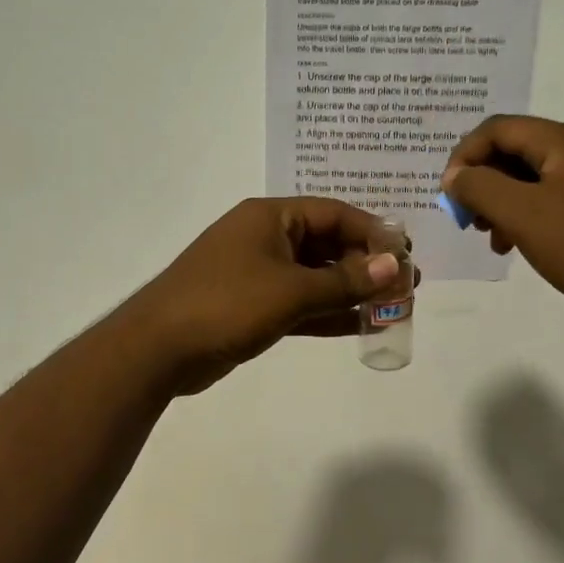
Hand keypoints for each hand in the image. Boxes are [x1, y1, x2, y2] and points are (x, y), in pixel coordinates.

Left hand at [123, 198, 404, 394]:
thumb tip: (396, 266)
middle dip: (365, 265)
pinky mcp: (251, 307)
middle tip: (405, 287)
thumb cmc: (226, 304)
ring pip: (314, 278)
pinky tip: (358, 327)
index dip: (372, 232)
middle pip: (326, 244)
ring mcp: (256, 274)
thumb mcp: (291, 291)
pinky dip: (326, 313)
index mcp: (270, 218)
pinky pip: (299, 303)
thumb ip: (346, 281)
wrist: (158, 348)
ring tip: (391, 308)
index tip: (405, 255)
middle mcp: (264, 239)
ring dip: (350, 292)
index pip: (333, 214)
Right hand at [443, 116, 563, 335]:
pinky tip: (519, 246)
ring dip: (501, 203)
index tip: (449, 196)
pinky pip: (551, 200)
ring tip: (493, 239)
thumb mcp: (522, 214)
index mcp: (561, 141)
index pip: (496, 129)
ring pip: (530, 179)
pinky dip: (526, 217)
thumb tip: (454, 176)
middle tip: (468, 220)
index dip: (464, 156)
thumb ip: (479, 188)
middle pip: (513, 151)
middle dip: (482, 182)